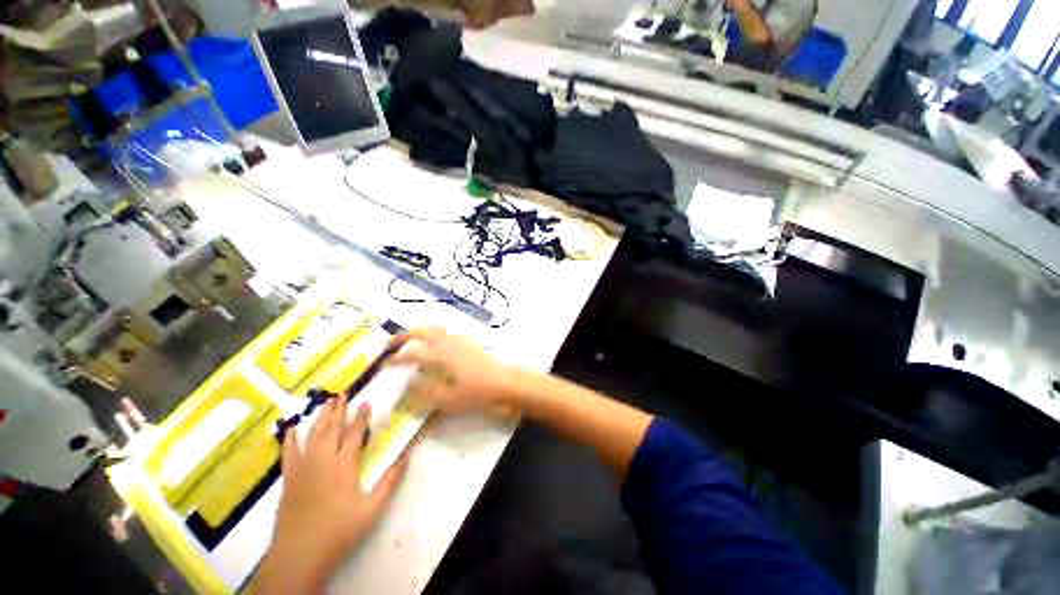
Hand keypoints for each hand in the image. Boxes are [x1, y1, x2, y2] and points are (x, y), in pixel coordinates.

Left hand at [256, 399, 407, 593]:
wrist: (299, 556)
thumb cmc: (339, 531)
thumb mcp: (373, 508)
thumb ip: (392, 479)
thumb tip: (409, 453)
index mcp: (343, 465)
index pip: (355, 433)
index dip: (361, 417)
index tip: (366, 402)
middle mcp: (322, 460)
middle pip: (331, 429)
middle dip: (338, 410)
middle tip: (343, 393)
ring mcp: (302, 468)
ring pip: (312, 436)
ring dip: (320, 418)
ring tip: (326, 403)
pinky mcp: (289, 479)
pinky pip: (289, 453)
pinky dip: (290, 439)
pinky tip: (292, 428)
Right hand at [388, 327, 522, 416]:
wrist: (504, 382)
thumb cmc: (475, 392)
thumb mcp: (446, 399)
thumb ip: (424, 391)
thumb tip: (407, 382)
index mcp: (440, 356)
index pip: (412, 354)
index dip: (396, 358)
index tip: (383, 363)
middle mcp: (448, 343)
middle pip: (423, 333)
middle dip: (405, 335)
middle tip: (391, 342)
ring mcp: (461, 341)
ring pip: (436, 330)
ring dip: (420, 332)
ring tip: (411, 339)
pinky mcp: (470, 343)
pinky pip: (448, 334)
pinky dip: (436, 335)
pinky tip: (437, 344)